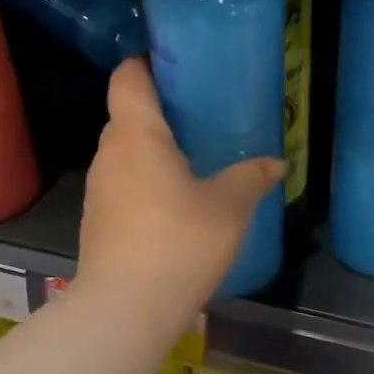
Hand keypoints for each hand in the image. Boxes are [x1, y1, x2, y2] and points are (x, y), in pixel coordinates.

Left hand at [78, 59, 283, 312]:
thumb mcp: (228, 207)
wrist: (124, 310)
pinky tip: (176, 203)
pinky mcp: (98, 221)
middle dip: (161, 111)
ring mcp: (98, 189)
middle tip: (202, 115)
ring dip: (154, 151)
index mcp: (136, 135)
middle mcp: (109, 154)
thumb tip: (275, 163)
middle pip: (127, 114)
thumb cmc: (178, 242)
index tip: (178, 66)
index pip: (127, 77)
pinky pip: (123, 184)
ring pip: (125, 153)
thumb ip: (250, 178)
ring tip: (194, 159)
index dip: (147, 63)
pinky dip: (146, 181)